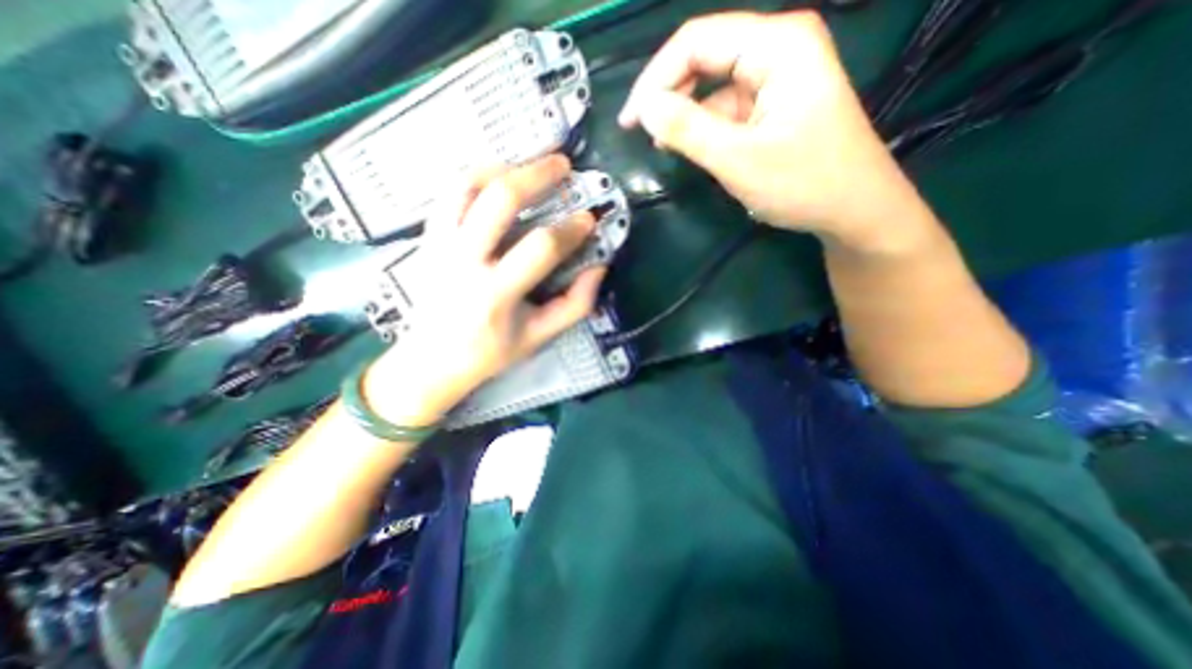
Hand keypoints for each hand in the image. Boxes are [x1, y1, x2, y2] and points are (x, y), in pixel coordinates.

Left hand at [362, 153, 605, 426]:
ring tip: (529, 166)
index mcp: (496, 293)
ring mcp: (440, 245)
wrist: (430, 361)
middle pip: (500, 200)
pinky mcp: (427, 238)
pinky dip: (475, 177)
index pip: (541, 247)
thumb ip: (575, 305)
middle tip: (564, 165)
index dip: (571, 230)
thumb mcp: (539, 337)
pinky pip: (448, 193)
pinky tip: (496, 179)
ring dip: (503, 167)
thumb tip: (598, 267)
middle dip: (538, 175)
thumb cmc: (490, 352)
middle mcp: (464, 261)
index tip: (589, 221)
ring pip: (467, 185)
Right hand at [619, 10, 923, 249]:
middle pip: (705, 57)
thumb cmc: (804, 184)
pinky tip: (694, 149)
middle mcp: (778, 48)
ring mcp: (778, 77)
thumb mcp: (739, 159)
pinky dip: (705, 127)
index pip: (696, 41)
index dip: (655, 78)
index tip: (630, 121)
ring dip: (686, 114)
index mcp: (777, 45)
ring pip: (713, 86)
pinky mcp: (774, 105)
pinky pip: (728, 108)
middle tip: (640, 132)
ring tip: (665, 147)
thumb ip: (688, 130)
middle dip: (668, 94)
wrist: (855, 210)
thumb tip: (645, 108)